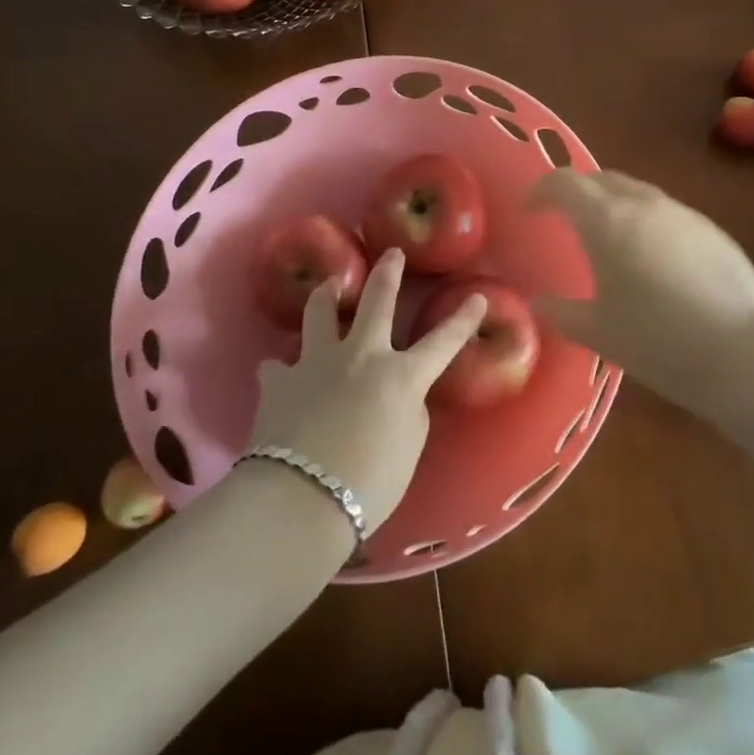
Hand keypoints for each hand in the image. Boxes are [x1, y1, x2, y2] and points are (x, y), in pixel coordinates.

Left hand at [247, 249, 484, 535]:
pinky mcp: (279, 381)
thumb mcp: (409, 447)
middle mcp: (361, 355)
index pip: (443, 340)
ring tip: (329, 286)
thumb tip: (397, 395)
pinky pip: (277, 366)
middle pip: (377, 300)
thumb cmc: (369, 484)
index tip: (477, 298)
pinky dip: (280, 368)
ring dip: (327, 294)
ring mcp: (317, 362)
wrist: (300, 500)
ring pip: (320, 312)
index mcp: (402, 375)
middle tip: (392, 254)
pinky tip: (279, 373)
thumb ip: (409, 410)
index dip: (463, 319)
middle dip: (388, 273)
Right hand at [528, 169, 753, 415]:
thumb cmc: (660, 342)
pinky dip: (644, 220)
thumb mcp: (601, 334)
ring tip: (607, 239)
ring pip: (635, 191)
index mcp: (607, 220)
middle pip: (601, 179)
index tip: (530, 210)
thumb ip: (563, 314)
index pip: (564, 182)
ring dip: (612, 203)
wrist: (746, 351)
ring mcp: (681, 212)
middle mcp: (643, 203)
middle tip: (564, 219)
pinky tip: (652, 258)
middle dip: (577, 192)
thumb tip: (538, 304)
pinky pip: (664, 211)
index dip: (541, 190)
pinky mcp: (710, 228)